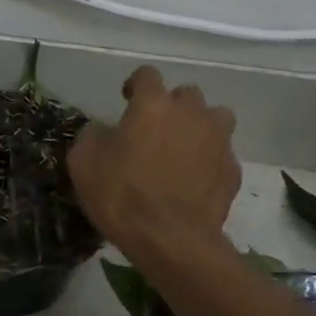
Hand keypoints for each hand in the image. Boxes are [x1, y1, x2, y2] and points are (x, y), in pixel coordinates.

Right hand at [68, 66, 239, 262]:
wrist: (171, 240)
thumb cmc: (122, 195)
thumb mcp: (83, 162)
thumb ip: (93, 135)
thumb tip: (104, 130)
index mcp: (152, 105)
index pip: (147, 75)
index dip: (135, 84)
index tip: (126, 99)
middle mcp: (190, 113)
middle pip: (186, 94)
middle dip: (171, 106)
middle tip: (154, 129)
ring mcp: (218, 141)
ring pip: (215, 118)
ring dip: (199, 126)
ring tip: (183, 148)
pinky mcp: (232, 170)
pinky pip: (221, 153)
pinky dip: (209, 160)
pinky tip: (194, 180)